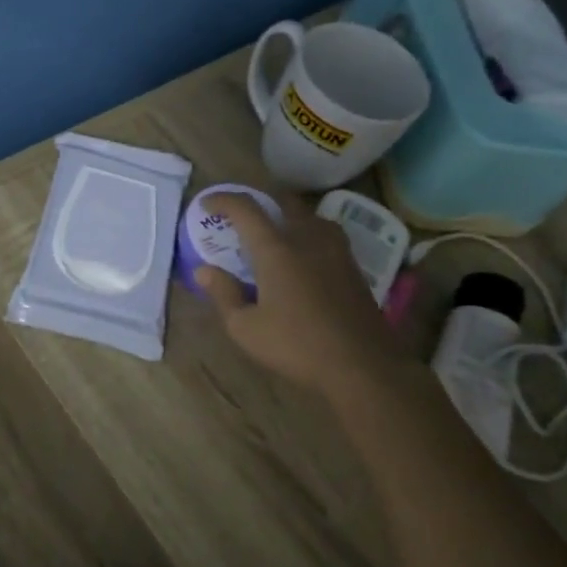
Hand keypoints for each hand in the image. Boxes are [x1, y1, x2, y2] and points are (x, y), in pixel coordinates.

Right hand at [194, 191, 399, 398]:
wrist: (362, 366)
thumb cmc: (297, 346)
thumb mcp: (245, 328)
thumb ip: (223, 293)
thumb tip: (204, 270)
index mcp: (276, 249)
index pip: (246, 209)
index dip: (223, 200)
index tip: (206, 204)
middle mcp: (307, 238)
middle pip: (282, 202)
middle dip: (258, 202)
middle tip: (241, 219)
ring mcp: (335, 250)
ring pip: (308, 215)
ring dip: (286, 215)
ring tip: (273, 234)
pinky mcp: (352, 266)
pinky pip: (325, 233)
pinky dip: (306, 233)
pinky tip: (303, 255)